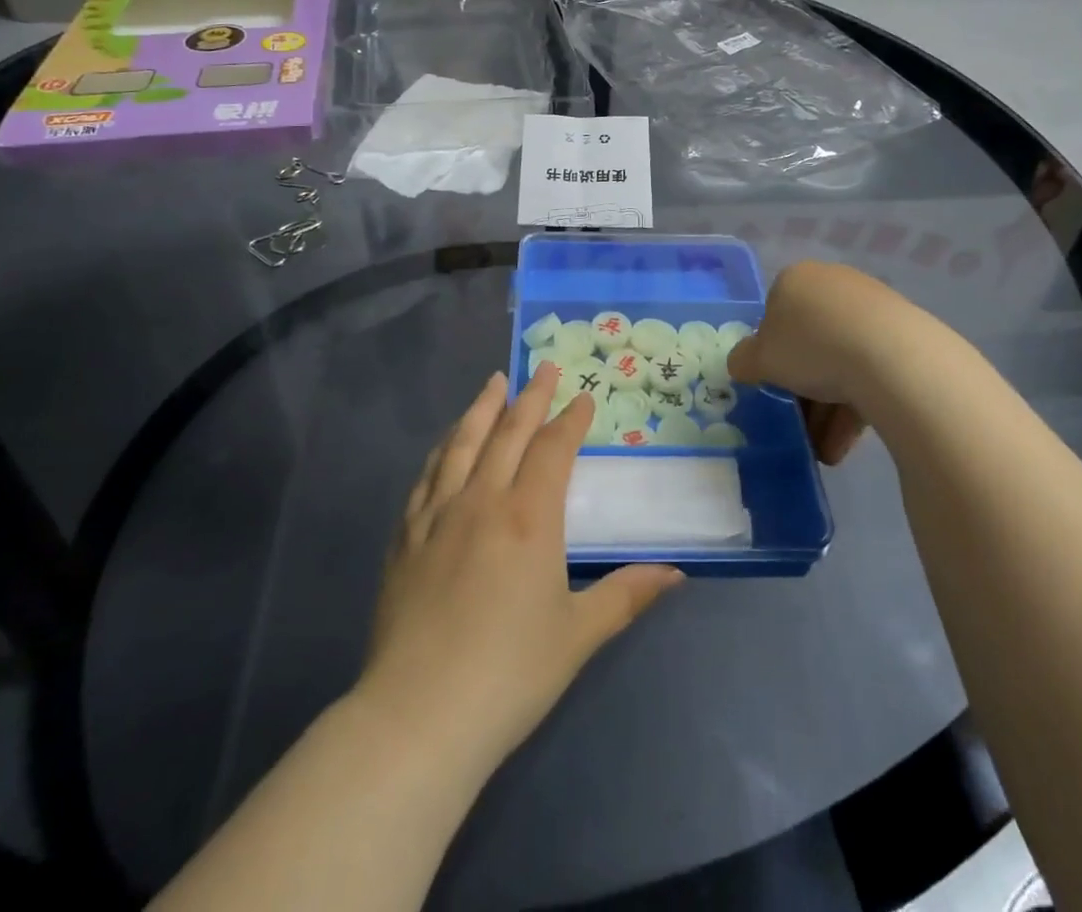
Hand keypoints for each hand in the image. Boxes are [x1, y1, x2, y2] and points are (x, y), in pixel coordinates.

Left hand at [358, 366, 682, 770]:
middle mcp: (482, 500)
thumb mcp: (579, 635)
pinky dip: (443, 449)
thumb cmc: (509, 674)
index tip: (583, 397)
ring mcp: (438, 515)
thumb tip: (675, 572)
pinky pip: (427, 476)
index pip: (553, 449)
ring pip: (462, 443)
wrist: (419, 715)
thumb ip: (626, 595)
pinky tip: (447, 444)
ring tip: (494, 382)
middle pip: (508, 432)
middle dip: (530, 396)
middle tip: (543, 366)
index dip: (571, 419)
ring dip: (482, 408)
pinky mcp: (406, 536)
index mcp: (528, 517)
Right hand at [727, 260, 915, 464]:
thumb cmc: (811, 347)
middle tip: (798, 423)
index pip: (774, 315)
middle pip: (810, 342)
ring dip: (827, 409)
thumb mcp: (759, 359)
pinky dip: (856, 405)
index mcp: (796, 280)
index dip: (770, 354)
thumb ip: (743, 360)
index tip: (772, 385)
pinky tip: (846, 444)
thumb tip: (743, 363)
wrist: (892, 358)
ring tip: (824, 450)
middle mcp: (834, 285)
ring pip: (841, 361)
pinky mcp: (905, 336)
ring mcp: (873, 308)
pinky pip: (871, 371)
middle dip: (802, 389)